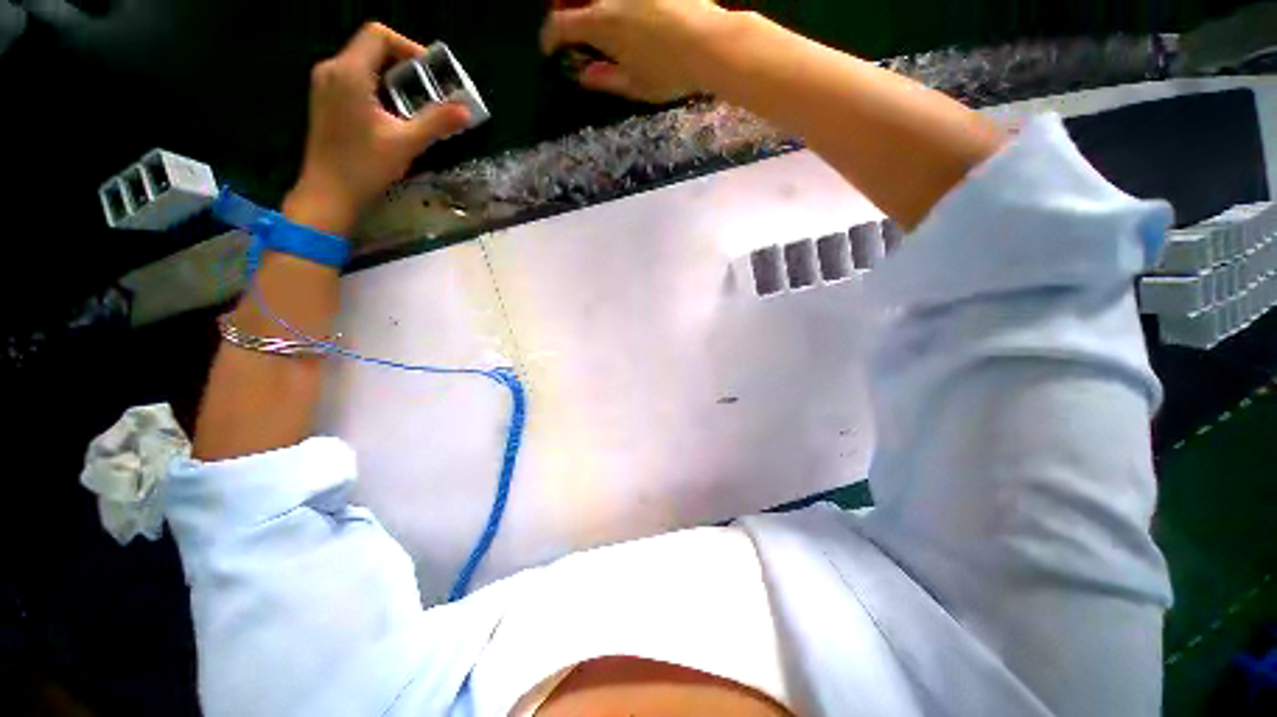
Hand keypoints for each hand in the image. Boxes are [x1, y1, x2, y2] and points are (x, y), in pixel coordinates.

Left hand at [286, 22, 470, 234]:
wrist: (328, 193)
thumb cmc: (365, 166)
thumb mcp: (406, 143)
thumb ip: (437, 122)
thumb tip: (466, 109)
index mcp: (349, 72)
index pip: (379, 35)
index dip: (409, 47)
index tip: (432, 75)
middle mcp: (332, 69)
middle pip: (372, 48)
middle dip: (405, 66)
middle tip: (430, 93)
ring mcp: (325, 84)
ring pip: (364, 65)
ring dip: (393, 79)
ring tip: (416, 106)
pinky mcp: (325, 100)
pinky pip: (355, 80)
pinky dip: (379, 89)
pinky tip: (394, 115)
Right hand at [540, 0, 725, 102]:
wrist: (709, 42)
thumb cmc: (669, 72)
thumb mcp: (634, 85)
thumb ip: (604, 79)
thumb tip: (582, 75)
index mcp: (601, 23)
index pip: (560, 26)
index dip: (548, 37)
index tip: (548, 48)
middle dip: (561, 8)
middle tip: (565, 23)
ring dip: (585, 3)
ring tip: (590, 15)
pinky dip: (610, 3)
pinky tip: (618, 12)